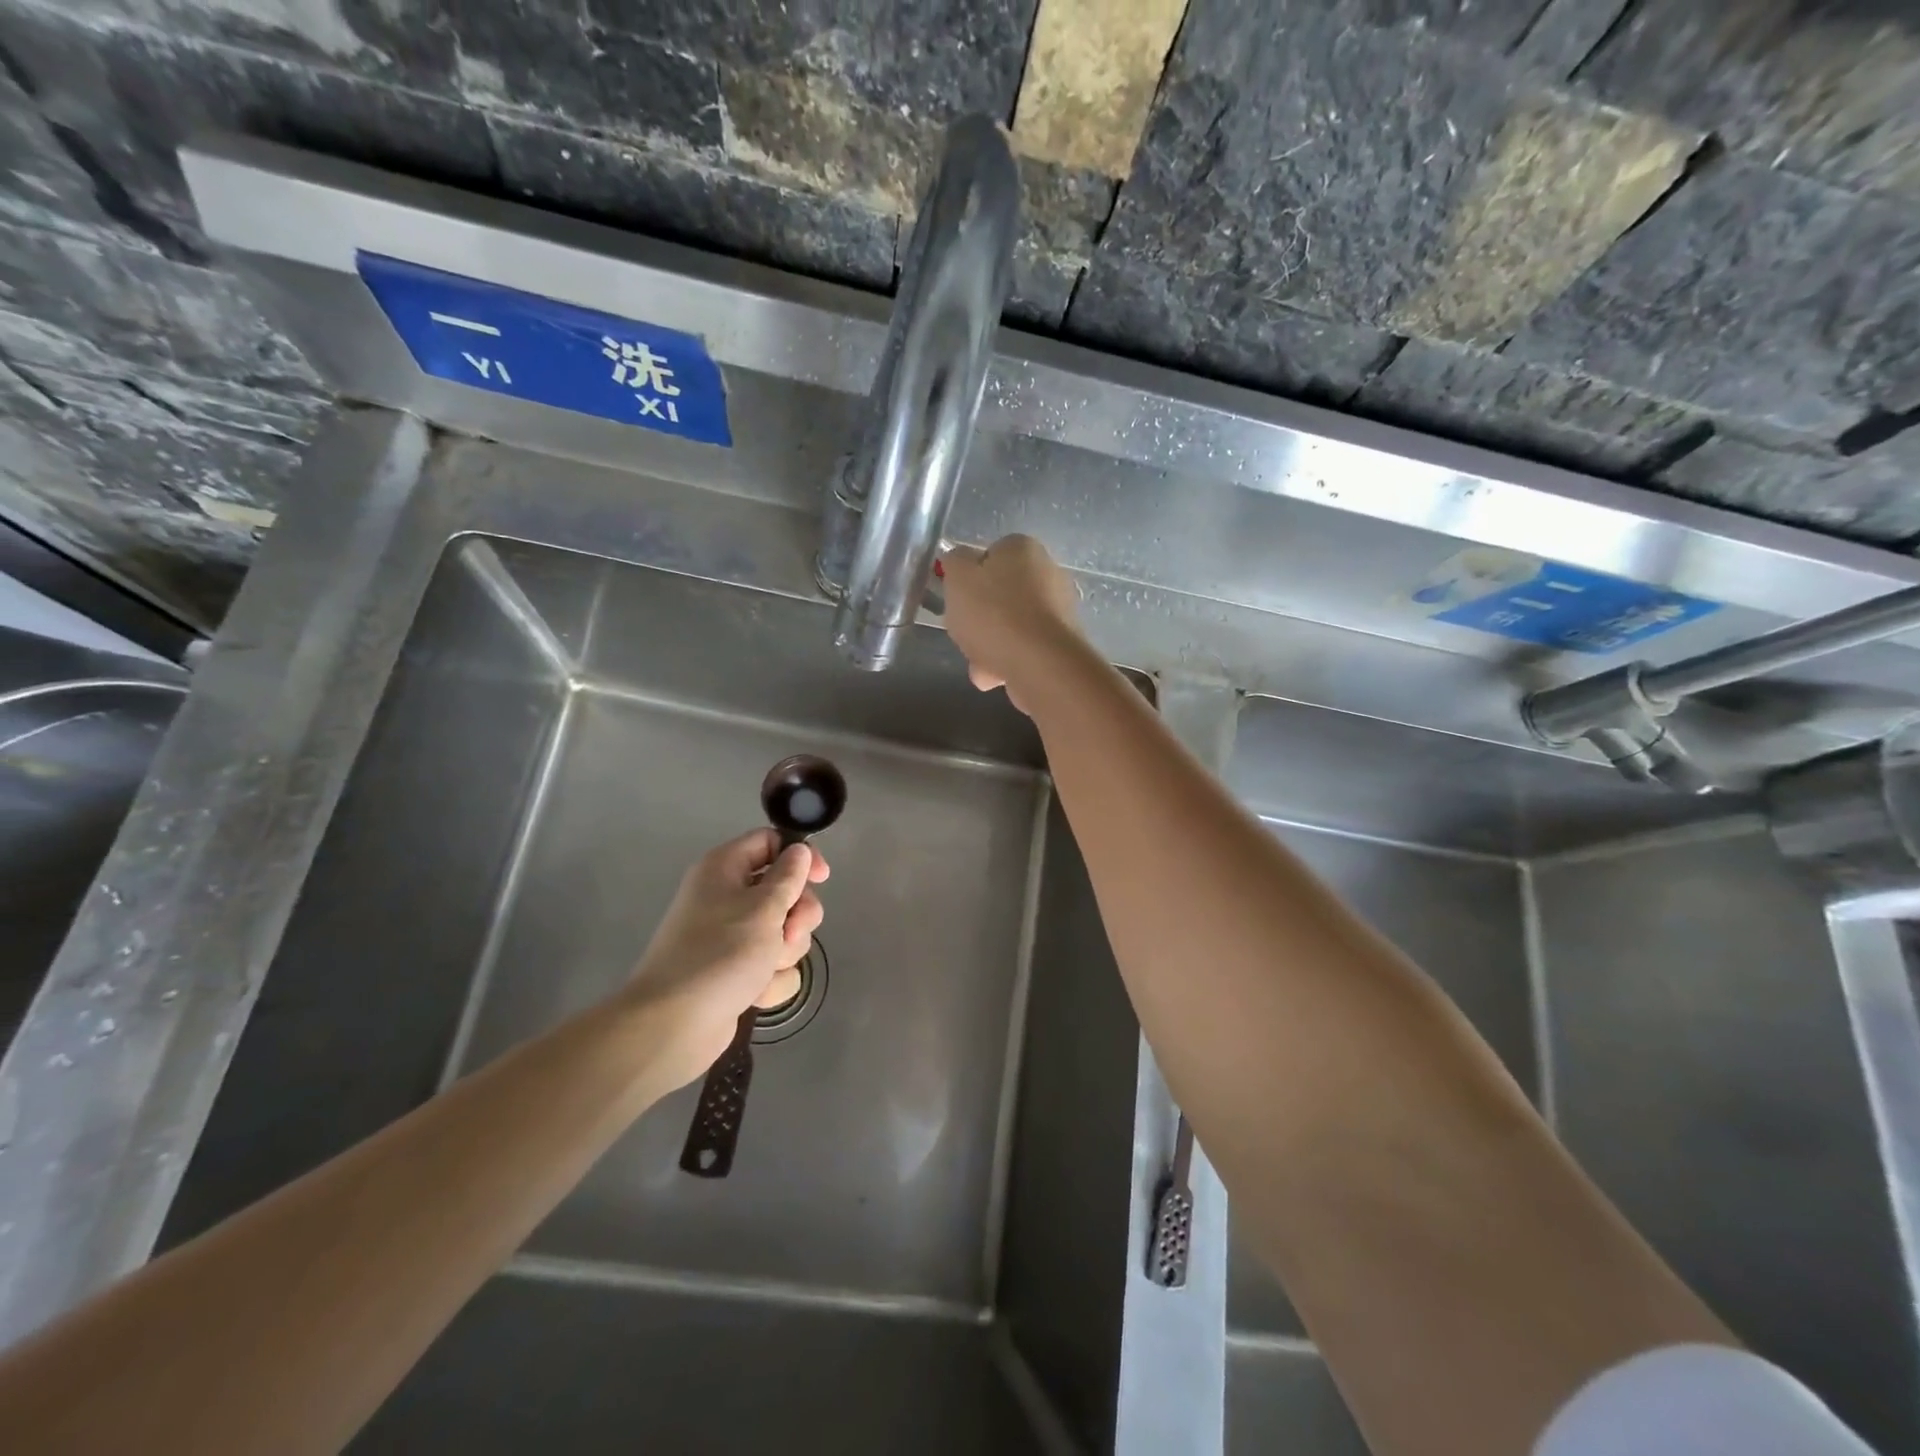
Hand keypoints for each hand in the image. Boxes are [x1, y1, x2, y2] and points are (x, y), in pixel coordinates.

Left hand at [625, 829, 829, 1089]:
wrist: (674, 1024)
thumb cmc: (720, 953)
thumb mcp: (764, 907)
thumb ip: (789, 876)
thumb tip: (798, 850)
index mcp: (725, 869)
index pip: (770, 842)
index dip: (799, 856)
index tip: (822, 878)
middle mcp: (727, 897)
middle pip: (784, 891)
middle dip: (797, 916)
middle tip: (790, 933)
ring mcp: (731, 937)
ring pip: (784, 931)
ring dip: (785, 952)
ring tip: (766, 969)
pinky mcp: (737, 971)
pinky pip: (772, 965)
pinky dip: (770, 980)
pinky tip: (756, 994)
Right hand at [939, 535, 1082, 709]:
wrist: (1041, 664)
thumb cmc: (994, 614)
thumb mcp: (958, 579)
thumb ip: (954, 563)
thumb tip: (961, 561)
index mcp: (1023, 548)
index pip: (990, 555)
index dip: (969, 578)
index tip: (958, 599)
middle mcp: (1048, 571)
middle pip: (1000, 594)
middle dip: (980, 618)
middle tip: (965, 634)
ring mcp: (1059, 609)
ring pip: (1011, 625)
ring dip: (991, 644)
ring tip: (979, 665)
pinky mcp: (1062, 642)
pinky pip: (1025, 648)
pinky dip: (1009, 660)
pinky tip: (996, 676)